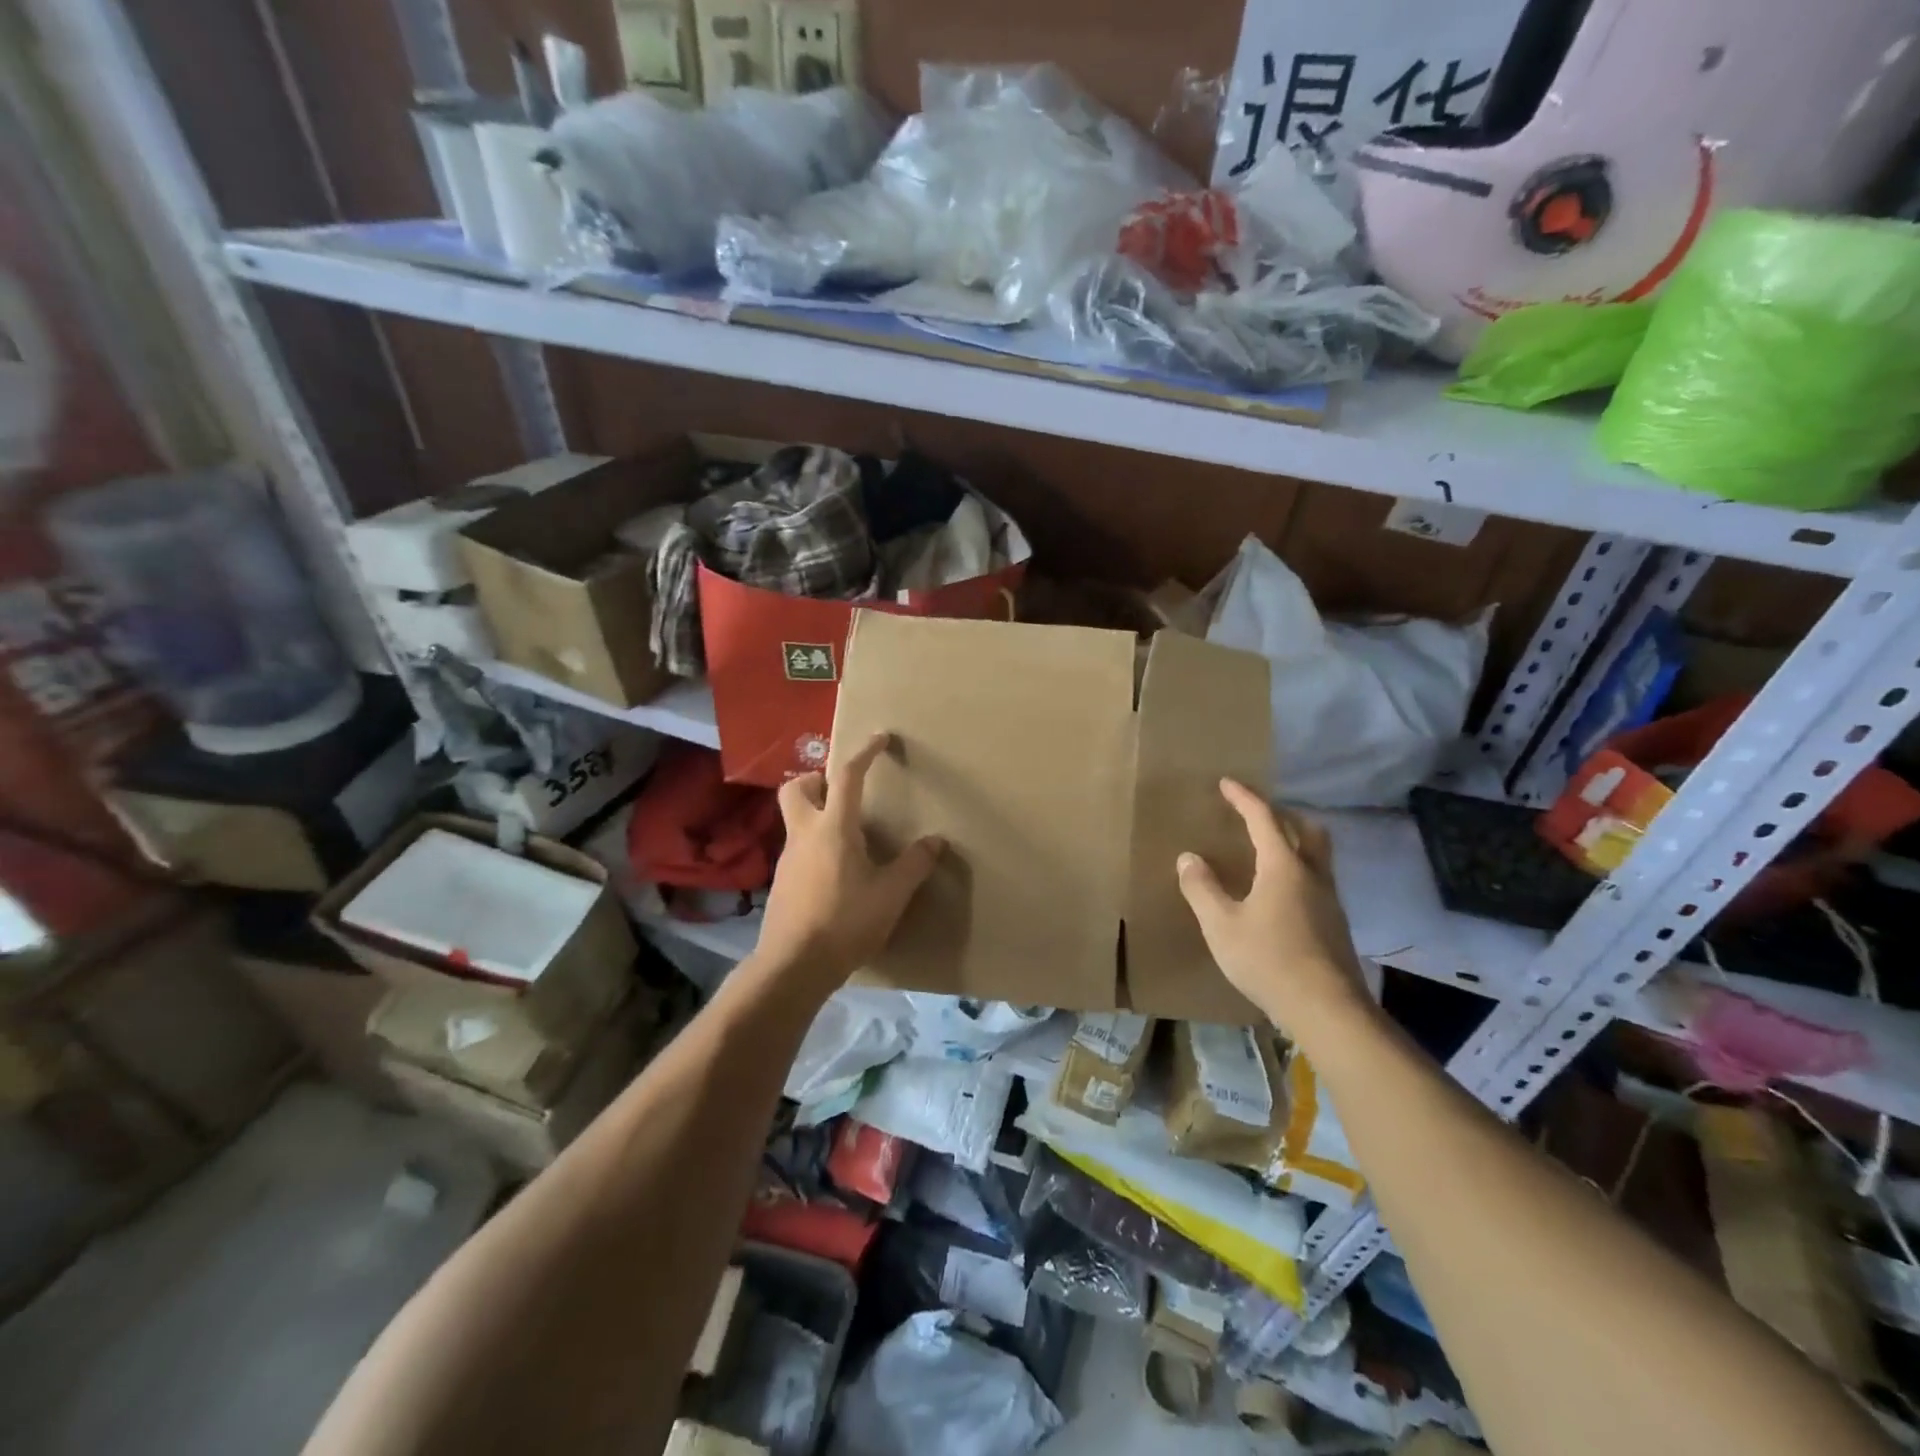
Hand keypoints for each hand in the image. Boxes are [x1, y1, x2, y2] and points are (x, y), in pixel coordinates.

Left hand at [756, 731, 943, 992]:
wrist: (793, 966)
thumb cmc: (845, 922)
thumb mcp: (891, 894)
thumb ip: (914, 864)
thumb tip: (936, 841)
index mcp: (833, 828)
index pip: (847, 776)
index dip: (864, 753)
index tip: (880, 739)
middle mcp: (805, 834)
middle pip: (797, 787)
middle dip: (817, 779)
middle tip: (843, 792)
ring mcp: (788, 858)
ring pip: (795, 818)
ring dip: (816, 813)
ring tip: (848, 835)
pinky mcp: (782, 882)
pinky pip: (797, 848)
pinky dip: (815, 844)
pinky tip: (836, 871)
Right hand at [1177, 779, 1370, 1035]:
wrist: (1326, 1009)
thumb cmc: (1268, 960)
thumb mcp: (1221, 925)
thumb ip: (1202, 888)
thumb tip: (1188, 857)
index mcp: (1283, 866)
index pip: (1263, 819)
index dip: (1244, 798)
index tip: (1226, 783)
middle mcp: (1312, 874)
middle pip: (1305, 829)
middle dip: (1281, 814)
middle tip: (1256, 814)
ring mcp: (1329, 900)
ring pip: (1318, 854)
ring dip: (1295, 840)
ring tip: (1269, 849)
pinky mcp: (1336, 923)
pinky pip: (1318, 879)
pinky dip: (1299, 868)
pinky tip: (1282, 893)